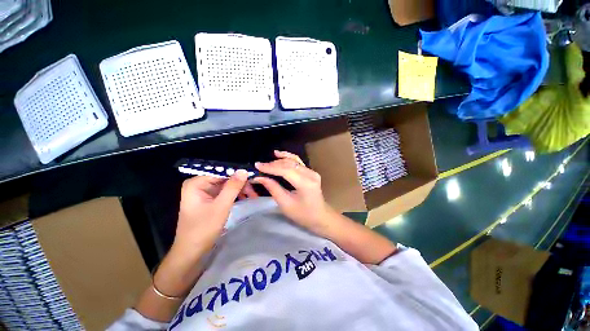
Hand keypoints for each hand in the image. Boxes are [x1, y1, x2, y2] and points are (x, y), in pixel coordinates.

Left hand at [173, 170, 250, 254]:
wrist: (191, 252)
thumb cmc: (203, 229)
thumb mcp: (221, 206)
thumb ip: (232, 187)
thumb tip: (243, 170)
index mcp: (196, 183)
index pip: (221, 172)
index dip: (237, 174)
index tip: (252, 177)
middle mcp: (199, 185)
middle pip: (224, 178)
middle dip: (239, 183)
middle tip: (254, 189)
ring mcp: (204, 193)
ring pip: (226, 185)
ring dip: (239, 189)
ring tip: (252, 195)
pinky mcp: (208, 200)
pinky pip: (224, 192)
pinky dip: (234, 195)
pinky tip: (245, 197)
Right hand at [252, 150, 332, 234]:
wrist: (320, 217)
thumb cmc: (302, 215)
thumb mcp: (285, 204)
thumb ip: (273, 188)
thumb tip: (259, 177)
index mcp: (305, 184)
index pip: (286, 170)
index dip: (271, 167)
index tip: (257, 166)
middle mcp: (310, 174)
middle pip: (289, 164)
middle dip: (273, 164)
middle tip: (259, 166)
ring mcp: (312, 171)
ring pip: (293, 161)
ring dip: (279, 160)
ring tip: (266, 162)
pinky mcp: (311, 172)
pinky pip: (298, 162)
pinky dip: (287, 157)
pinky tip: (278, 154)